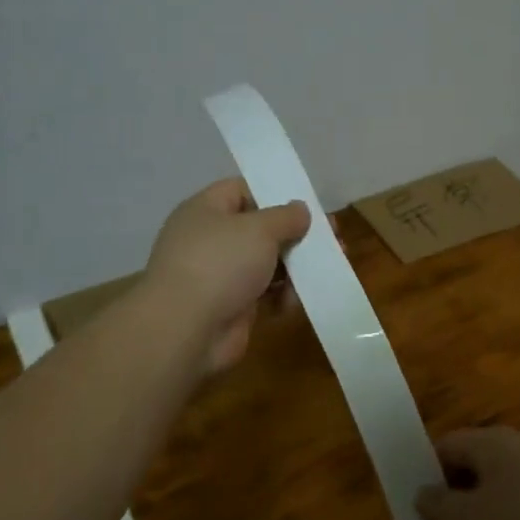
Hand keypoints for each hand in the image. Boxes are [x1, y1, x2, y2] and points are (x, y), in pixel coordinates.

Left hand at [143, 178, 310, 373]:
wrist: (186, 330)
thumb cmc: (221, 263)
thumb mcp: (259, 229)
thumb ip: (285, 216)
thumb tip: (300, 210)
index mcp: (206, 209)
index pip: (242, 190)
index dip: (275, 194)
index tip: (308, 206)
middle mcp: (210, 238)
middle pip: (260, 229)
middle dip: (296, 235)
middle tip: (333, 240)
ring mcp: (219, 275)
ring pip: (266, 263)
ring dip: (295, 268)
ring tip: (326, 270)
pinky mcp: (230, 306)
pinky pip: (263, 293)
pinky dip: (282, 296)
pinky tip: (298, 301)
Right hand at [415, 428, 519, 519]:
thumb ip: (440, 508)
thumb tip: (422, 493)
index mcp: (490, 442)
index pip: (444, 445)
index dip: (425, 473)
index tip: (415, 510)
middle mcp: (517, 448)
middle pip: (472, 466)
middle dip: (453, 498)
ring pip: (498, 489)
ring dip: (482, 517)